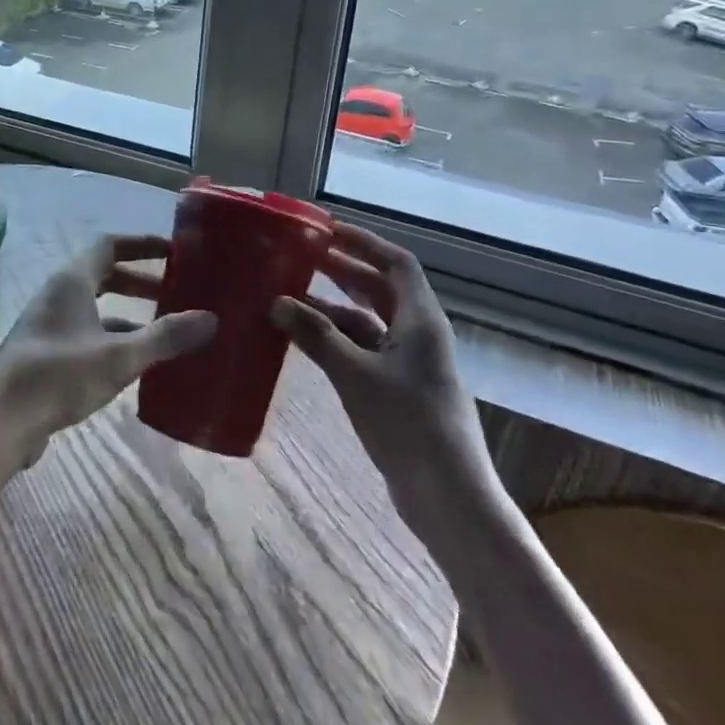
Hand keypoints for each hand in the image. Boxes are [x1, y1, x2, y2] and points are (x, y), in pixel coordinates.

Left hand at [0, 234, 215, 468]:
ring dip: (129, 314)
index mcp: (72, 281)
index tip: (176, 251)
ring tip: (166, 330)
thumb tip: (210, 319)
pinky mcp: (47, 355)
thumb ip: (164, 337)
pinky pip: (88, 335)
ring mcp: (50, 326)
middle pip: (104, 275)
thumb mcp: (119, 357)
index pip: (110, 245)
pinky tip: (137, 364)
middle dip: (141, 281)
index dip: (143, 244)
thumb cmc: (59, 375)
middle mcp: (59, 295)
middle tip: (177, 292)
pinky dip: (114, 340)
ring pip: (97, 308)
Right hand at [270, 223, 499, 525]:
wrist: (447, 495)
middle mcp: (418, 334)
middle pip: (381, 289)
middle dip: (344, 270)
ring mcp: (409, 363)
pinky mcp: (398, 389)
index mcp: (420, 320)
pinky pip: (364, 349)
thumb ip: (316, 336)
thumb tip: (277, 302)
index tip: (327, 229)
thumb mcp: (355, 375)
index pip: (396, 263)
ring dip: (334, 308)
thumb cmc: (407, 424)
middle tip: (302, 257)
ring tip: (291, 296)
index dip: (364, 242)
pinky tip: (305, 340)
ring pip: (369, 321)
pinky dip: (336, 340)